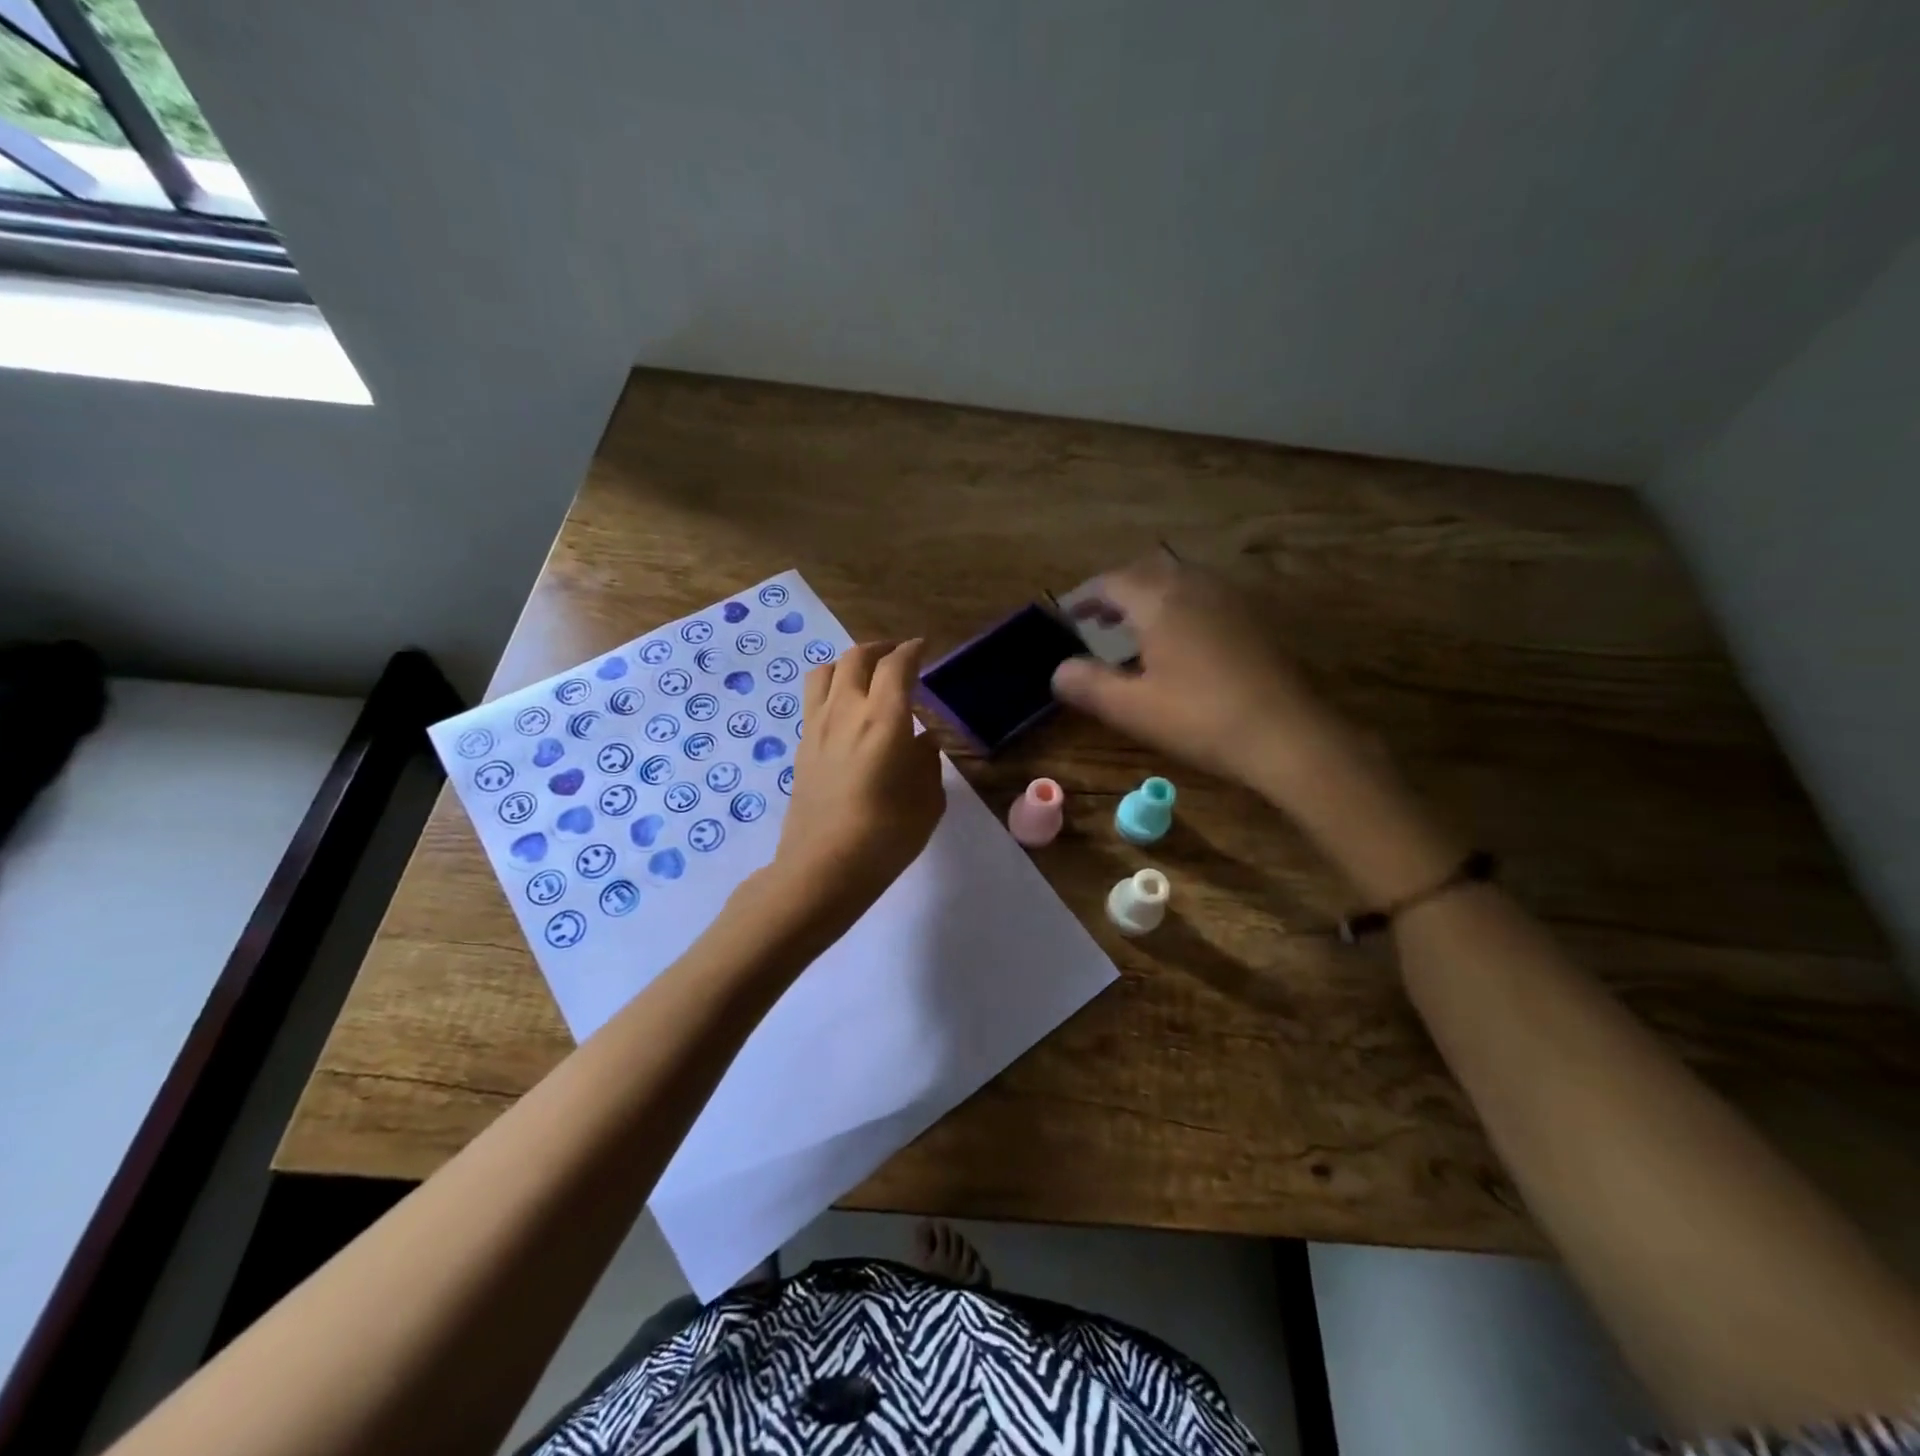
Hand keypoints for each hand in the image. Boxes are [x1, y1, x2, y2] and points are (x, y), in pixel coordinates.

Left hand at [769, 639, 945, 925]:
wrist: (824, 867)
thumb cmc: (887, 834)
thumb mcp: (927, 798)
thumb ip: (927, 761)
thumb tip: (922, 741)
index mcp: (884, 717)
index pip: (897, 666)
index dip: (912, 651)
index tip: (923, 648)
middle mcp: (846, 710)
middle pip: (857, 657)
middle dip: (880, 649)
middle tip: (897, 656)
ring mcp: (817, 726)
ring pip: (826, 671)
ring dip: (849, 663)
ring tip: (865, 675)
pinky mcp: (801, 746)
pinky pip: (814, 700)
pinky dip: (832, 689)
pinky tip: (845, 711)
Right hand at [1052, 556, 1354, 796]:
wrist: (1287, 736)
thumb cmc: (1200, 719)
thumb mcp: (1132, 708)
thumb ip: (1088, 685)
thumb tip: (1058, 671)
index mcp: (1160, 601)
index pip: (1111, 583)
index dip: (1084, 597)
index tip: (1068, 616)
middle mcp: (1195, 587)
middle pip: (1146, 573)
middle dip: (1117, 593)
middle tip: (1097, 621)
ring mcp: (1230, 600)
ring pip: (1179, 581)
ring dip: (1150, 597)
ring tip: (1134, 630)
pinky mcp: (1253, 619)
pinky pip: (1205, 597)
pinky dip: (1179, 607)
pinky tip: (1180, 642)